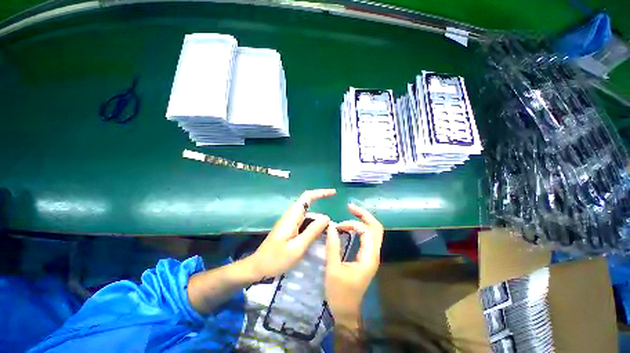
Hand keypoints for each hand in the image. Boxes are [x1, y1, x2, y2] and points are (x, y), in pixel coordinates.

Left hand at [246, 189, 335, 279]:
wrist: (257, 268)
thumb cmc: (276, 259)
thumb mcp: (298, 247)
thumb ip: (313, 231)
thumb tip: (326, 218)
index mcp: (292, 216)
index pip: (307, 197)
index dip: (321, 193)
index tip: (333, 193)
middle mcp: (291, 216)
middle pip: (310, 208)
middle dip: (322, 215)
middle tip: (334, 229)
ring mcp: (290, 223)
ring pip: (308, 217)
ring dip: (318, 223)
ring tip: (329, 235)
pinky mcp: (289, 229)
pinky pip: (304, 224)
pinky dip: (313, 229)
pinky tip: (318, 238)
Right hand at [325, 204, 383, 328]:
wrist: (346, 312)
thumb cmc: (340, 293)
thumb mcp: (333, 269)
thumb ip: (333, 246)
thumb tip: (331, 226)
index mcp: (368, 257)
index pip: (366, 231)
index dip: (352, 224)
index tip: (338, 226)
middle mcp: (374, 254)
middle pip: (376, 228)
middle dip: (364, 215)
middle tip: (350, 207)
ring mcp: (372, 255)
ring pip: (374, 231)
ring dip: (363, 220)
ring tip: (350, 213)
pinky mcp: (367, 257)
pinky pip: (368, 237)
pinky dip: (360, 228)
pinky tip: (351, 226)